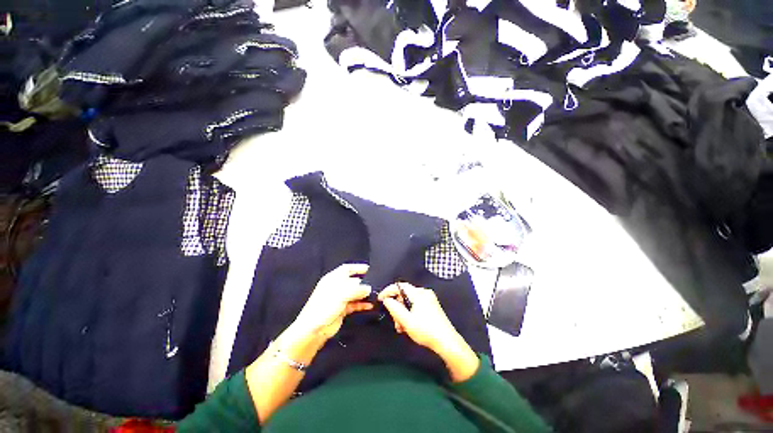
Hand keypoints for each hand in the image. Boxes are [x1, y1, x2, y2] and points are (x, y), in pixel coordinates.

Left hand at [293, 263, 373, 340]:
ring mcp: (339, 298)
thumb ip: (357, 289)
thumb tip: (368, 288)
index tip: (369, 269)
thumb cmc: (325, 306)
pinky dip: (362, 304)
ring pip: (354, 293)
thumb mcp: (342, 294)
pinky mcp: (342, 309)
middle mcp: (336, 286)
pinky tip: (369, 305)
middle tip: (375, 285)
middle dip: (363, 283)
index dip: (357, 267)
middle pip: (353, 281)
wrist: (314, 329)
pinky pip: (354, 304)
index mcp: (333, 278)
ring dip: (364, 294)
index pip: (347, 269)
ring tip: (375, 296)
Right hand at [378, 282, 479, 381]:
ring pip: (409, 301)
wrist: (447, 343)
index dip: (388, 291)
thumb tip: (386, 299)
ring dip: (403, 312)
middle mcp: (424, 293)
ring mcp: (429, 299)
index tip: (380, 299)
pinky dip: (410, 313)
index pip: (399, 286)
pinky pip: (416, 305)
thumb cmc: (426, 331)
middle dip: (397, 307)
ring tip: (401, 327)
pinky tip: (408, 325)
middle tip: (395, 321)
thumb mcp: (406, 321)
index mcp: (419, 293)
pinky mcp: (432, 306)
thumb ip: (394, 308)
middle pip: (404, 294)